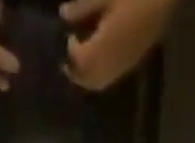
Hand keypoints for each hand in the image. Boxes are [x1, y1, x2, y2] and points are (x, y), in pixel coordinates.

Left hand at [60, 0, 175, 89]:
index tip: (67, 36)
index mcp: (103, 46)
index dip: (70, 51)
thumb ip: (83, 7)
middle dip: (76, 72)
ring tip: (81, 61)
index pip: (80, 60)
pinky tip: (97, 60)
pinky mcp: (131, 64)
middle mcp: (111, 64)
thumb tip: (63, 14)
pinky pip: (110, 78)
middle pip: (88, 79)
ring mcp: (123, 67)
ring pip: (99, 83)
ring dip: (87, 77)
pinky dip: (99, 75)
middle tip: (67, 59)